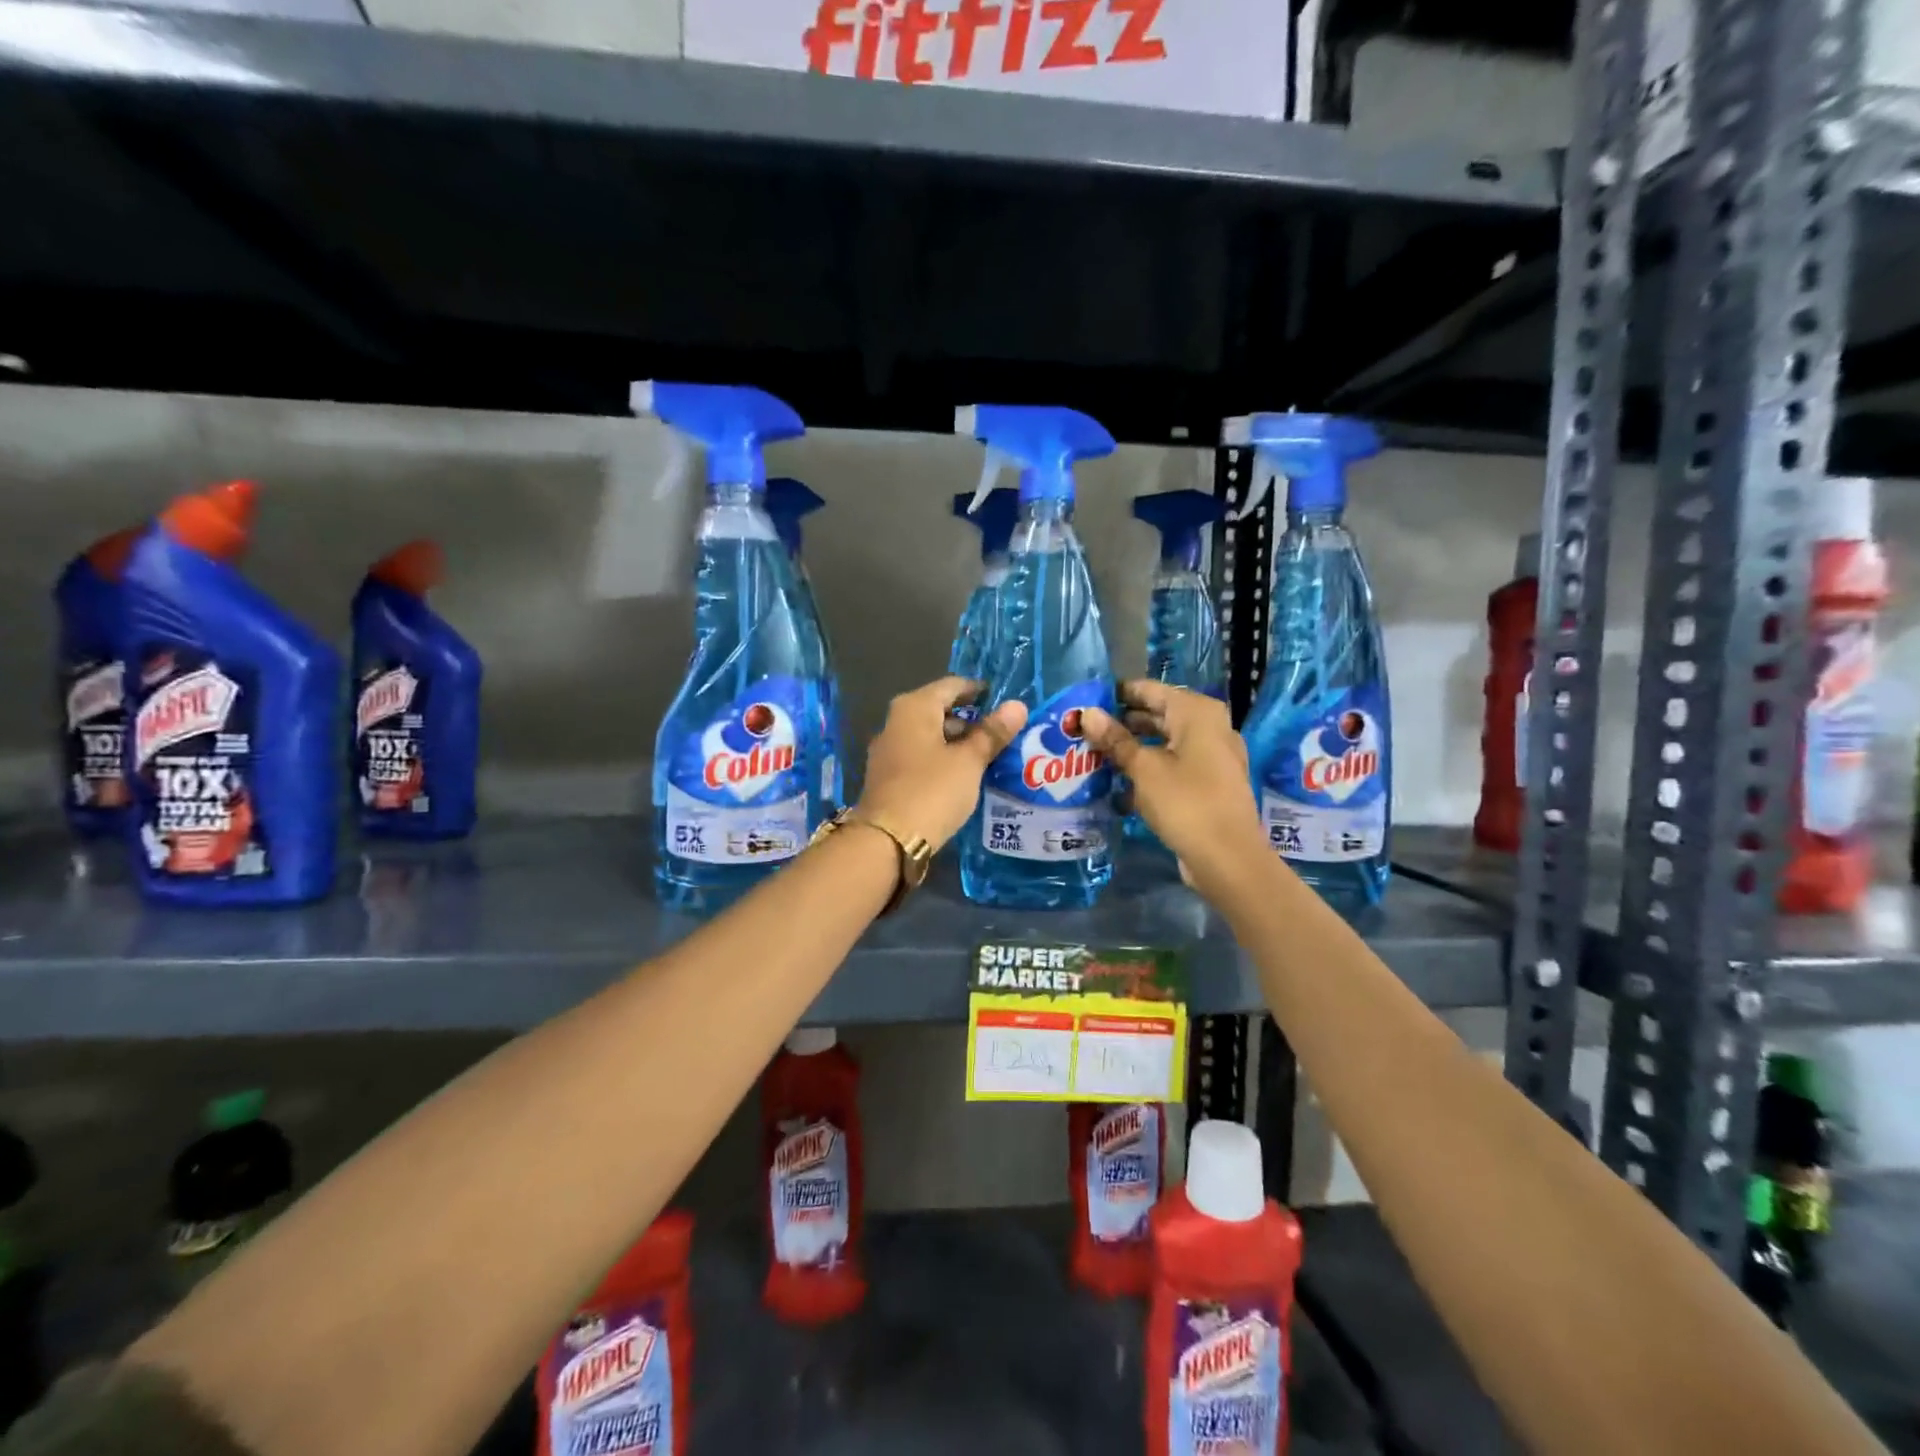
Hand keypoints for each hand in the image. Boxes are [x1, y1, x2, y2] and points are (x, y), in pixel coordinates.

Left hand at [857, 676, 1027, 849]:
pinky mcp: (888, 777)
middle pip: (939, 710)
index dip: (978, 691)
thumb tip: (1017, 705)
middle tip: (1003, 734)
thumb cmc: (932, 791)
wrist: (887, 840)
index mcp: (914, 708)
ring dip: (957, 743)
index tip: (1003, 702)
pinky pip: (921, 757)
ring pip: (930, 736)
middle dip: (970, 720)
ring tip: (990, 757)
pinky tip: (964, 776)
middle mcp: (896, 722)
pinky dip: (943, 760)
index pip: (951, 686)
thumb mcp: (969, 761)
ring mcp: (888, 750)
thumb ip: (992, 733)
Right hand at [1081, 681, 1270, 901]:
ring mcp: (1214, 757)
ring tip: (1096, 756)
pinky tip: (1121, 784)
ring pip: (1166, 742)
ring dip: (1134, 748)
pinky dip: (1150, 768)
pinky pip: (1175, 765)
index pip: (1150, 690)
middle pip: (1159, 715)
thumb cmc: (1185, 802)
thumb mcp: (1143, 768)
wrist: (1228, 858)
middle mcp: (1210, 727)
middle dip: (1123, 723)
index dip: (1118, 694)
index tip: (1086, 702)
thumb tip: (1087, 713)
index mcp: (1197, 713)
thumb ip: (1115, 739)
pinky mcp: (1210, 784)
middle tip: (1085, 731)